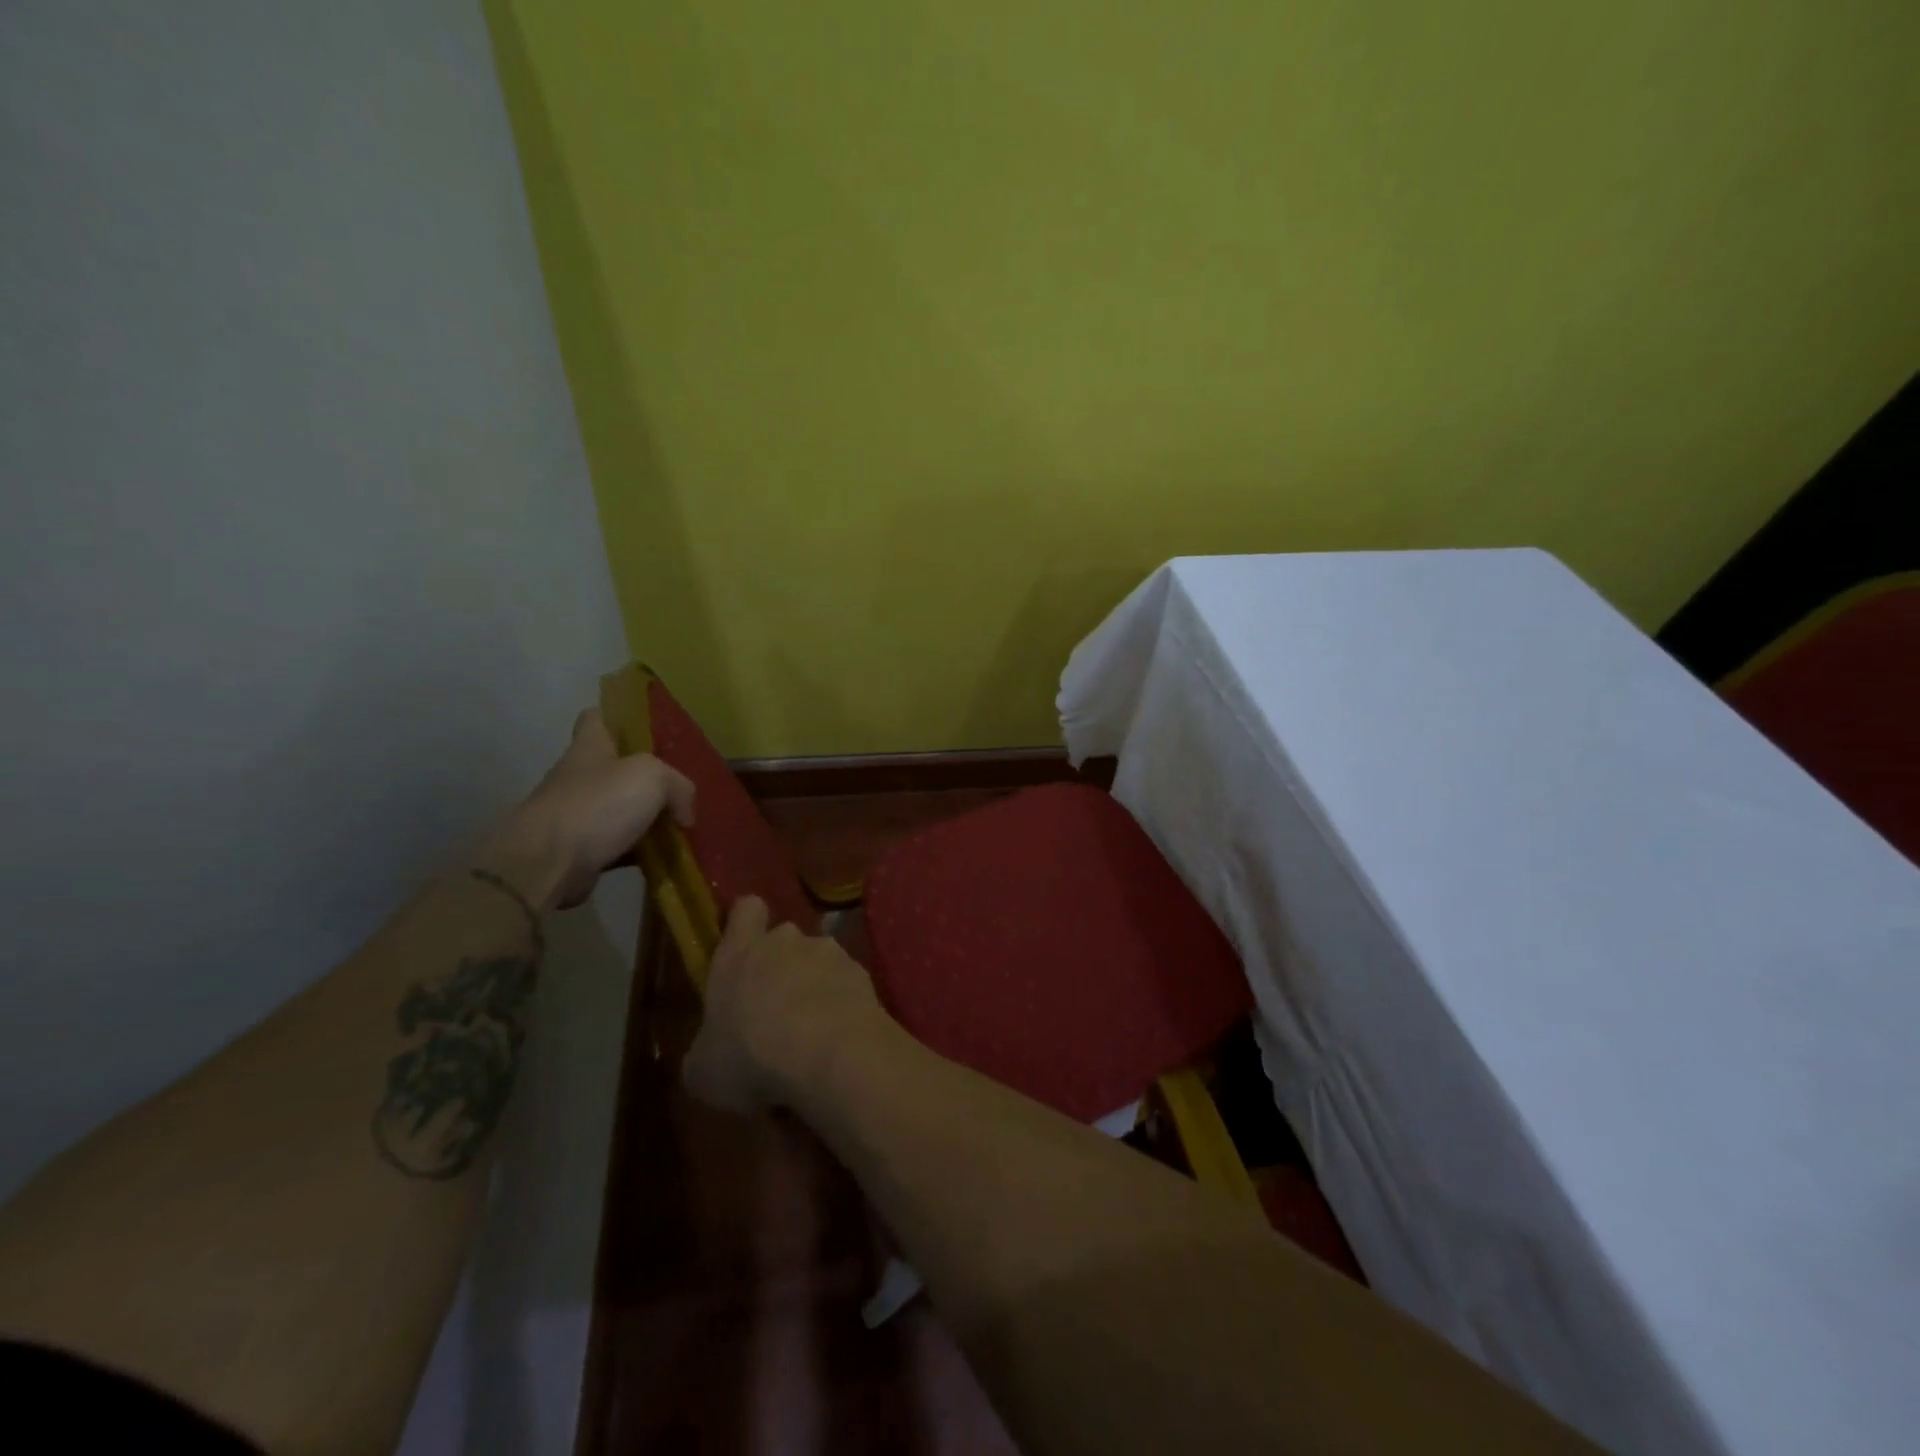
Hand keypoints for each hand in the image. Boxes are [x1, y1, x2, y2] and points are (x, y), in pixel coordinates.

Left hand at [485, 708, 695, 910]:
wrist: (549, 863)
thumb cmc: (598, 804)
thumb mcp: (653, 778)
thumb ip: (679, 786)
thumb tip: (684, 814)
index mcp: (590, 746)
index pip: (598, 717)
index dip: (621, 718)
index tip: (650, 730)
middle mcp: (580, 776)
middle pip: (617, 767)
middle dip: (648, 777)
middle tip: (682, 786)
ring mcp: (578, 814)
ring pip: (621, 808)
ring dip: (648, 817)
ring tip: (682, 824)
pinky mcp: (581, 849)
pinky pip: (620, 844)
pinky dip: (641, 849)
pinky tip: (666, 855)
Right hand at [684, 896, 891, 1113]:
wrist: (829, 1054)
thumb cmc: (751, 1057)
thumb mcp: (704, 1069)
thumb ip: (708, 1047)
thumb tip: (712, 1050)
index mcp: (739, 953)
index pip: (746, 909)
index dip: (746, 922)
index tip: (745, 946)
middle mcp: (785, 940)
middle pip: (784, 939)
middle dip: (782, 965)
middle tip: (776, 1007)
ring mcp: (828, 952)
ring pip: (819, 960)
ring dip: (815, 984)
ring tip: (813, 1028)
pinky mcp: (862, 972)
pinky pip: (847, 982)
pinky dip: (843, 1002)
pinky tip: (839, 1035)